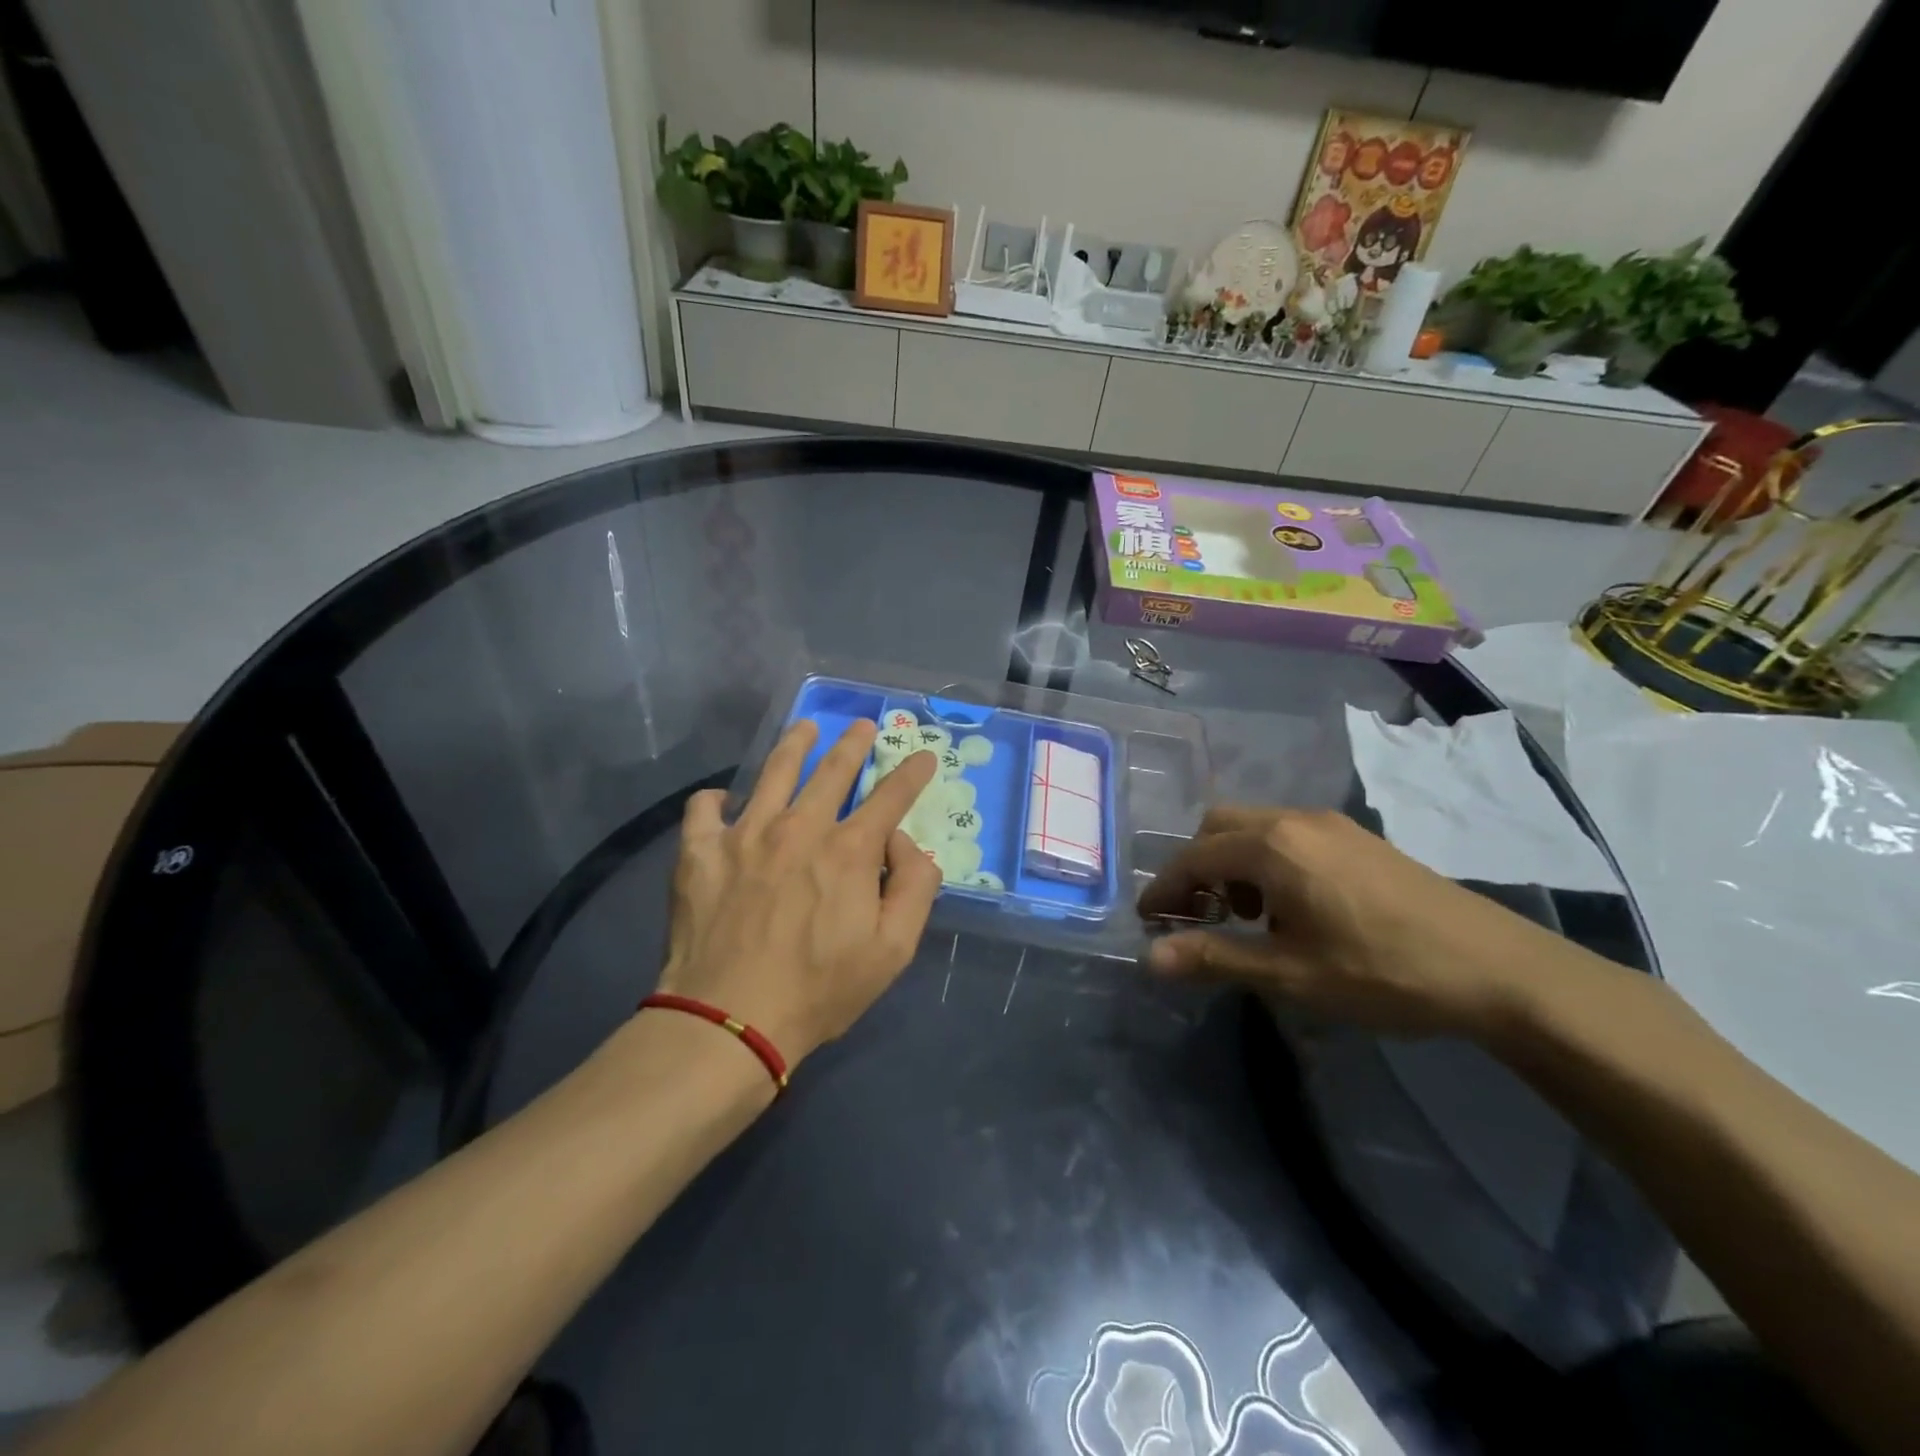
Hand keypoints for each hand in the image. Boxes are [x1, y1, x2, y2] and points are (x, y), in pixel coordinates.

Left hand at [654, 719, 943, 1067]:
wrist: (729, 1020)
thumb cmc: (820, 990)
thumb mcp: (894, 949)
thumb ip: (915, 887)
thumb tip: (905, 843)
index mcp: (849, 849)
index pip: (891, 796)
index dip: (912, 773)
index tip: (924, 758)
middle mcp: (799, 827)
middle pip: (833, 769)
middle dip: (853, 743)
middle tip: (862, 725)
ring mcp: (745, 834)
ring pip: (774, 771)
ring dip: (794, 744)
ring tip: (804, 729)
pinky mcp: (700, 852)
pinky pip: (705, 808)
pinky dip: (717, 800)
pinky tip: (725, 802)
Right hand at [1136, 806, 1558, 1037]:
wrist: (1498, 968)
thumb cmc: (1383, 972)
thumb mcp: (1290, 973)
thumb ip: (1214, 957)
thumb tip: (1148, 958)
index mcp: (1272, 847)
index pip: (1194, 857)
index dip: (1164, 888)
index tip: (1148, 921)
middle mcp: (1294, 820)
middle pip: (1218, 827)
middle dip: (1194, 867)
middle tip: (1194, 916)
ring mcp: (1330, 824)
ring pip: (1253, 827)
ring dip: (1230, 863)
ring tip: (1242, 917)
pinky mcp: (1356, 837)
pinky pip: (1287, 834)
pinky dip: (1264, 860)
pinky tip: (1288, 906)